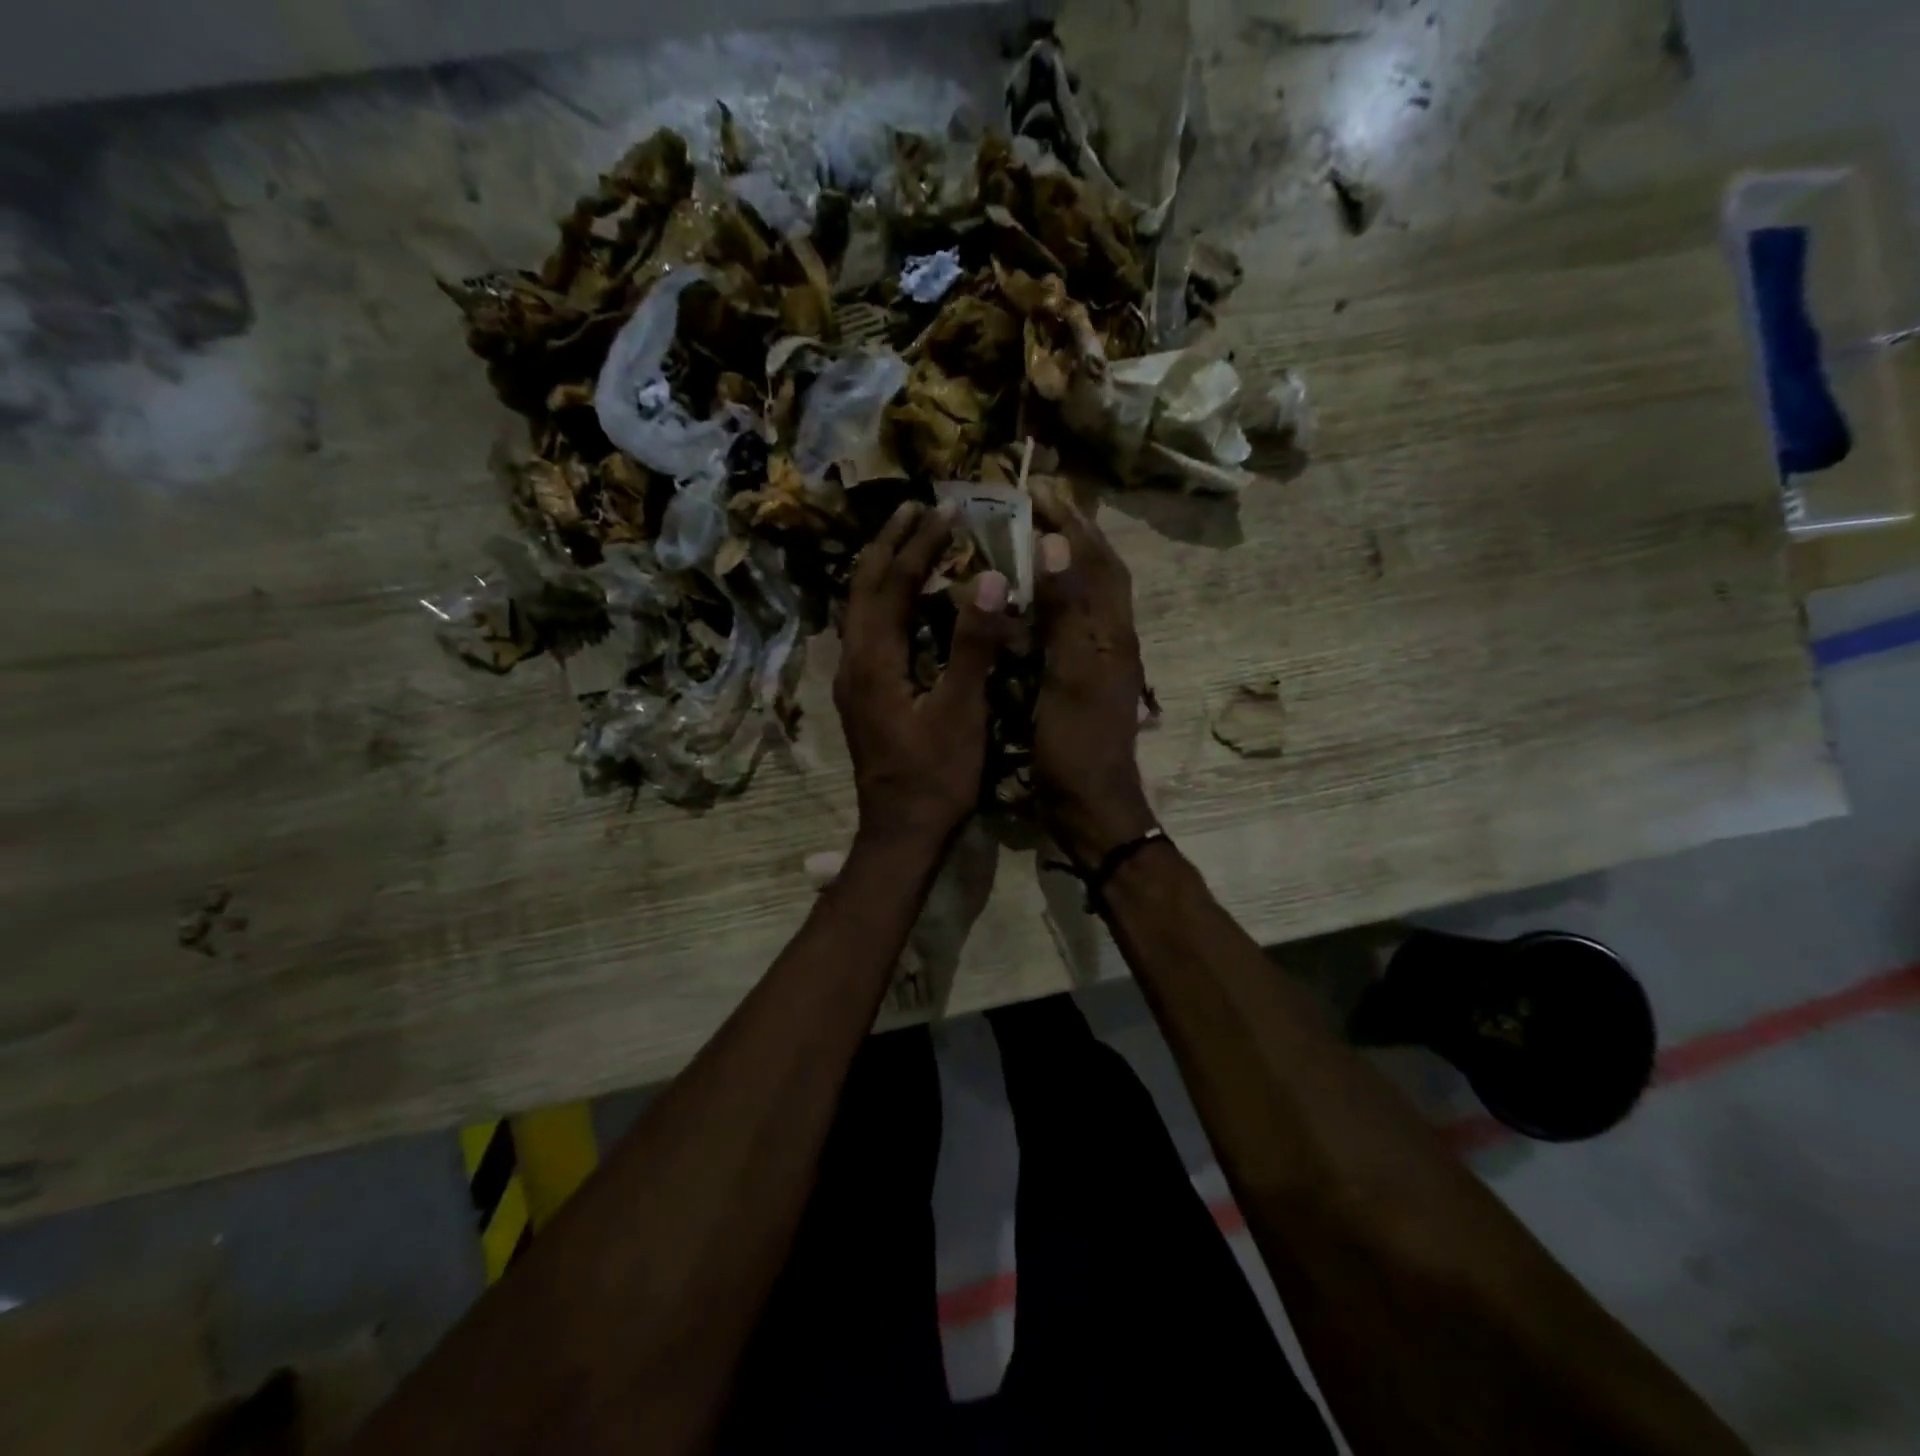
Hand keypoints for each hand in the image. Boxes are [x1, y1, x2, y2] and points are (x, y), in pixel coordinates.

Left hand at [836, 501, 1011, 849]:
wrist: (900, 833)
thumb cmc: (936, 776)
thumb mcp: (961, 710)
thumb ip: (973, 644)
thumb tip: (989, 578)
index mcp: (873, 660)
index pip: (892, 585)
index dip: (919, 546)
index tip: (944, 511)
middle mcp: (853, 662)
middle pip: (864, 589)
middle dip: (889, 545)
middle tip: (916, 509)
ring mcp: (853, 681)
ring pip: (861, 610)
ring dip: (883, 571)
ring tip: (909, 541)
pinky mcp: (862, 696)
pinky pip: (867, 632)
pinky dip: (885, 602)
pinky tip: (904, 602)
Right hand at [1031, 493, 1156, 864]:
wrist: (1088, 805)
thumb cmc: (1077, 744)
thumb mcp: (1071, 675)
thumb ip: (1066, 613)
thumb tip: (1056, 545)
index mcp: (1111, 634)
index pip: (1099, 563)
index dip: (1075, 524)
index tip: (1043, 489)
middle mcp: (1109, 640)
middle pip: (1096, 575)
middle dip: (1071, 535)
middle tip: (1036, 505)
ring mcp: (1095, 663)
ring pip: (1082, 600)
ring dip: (1060, 564)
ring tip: (1027, 540)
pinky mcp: (1077, 682)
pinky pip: (1065, 628)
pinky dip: (1047, 603)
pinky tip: (1023, 602)